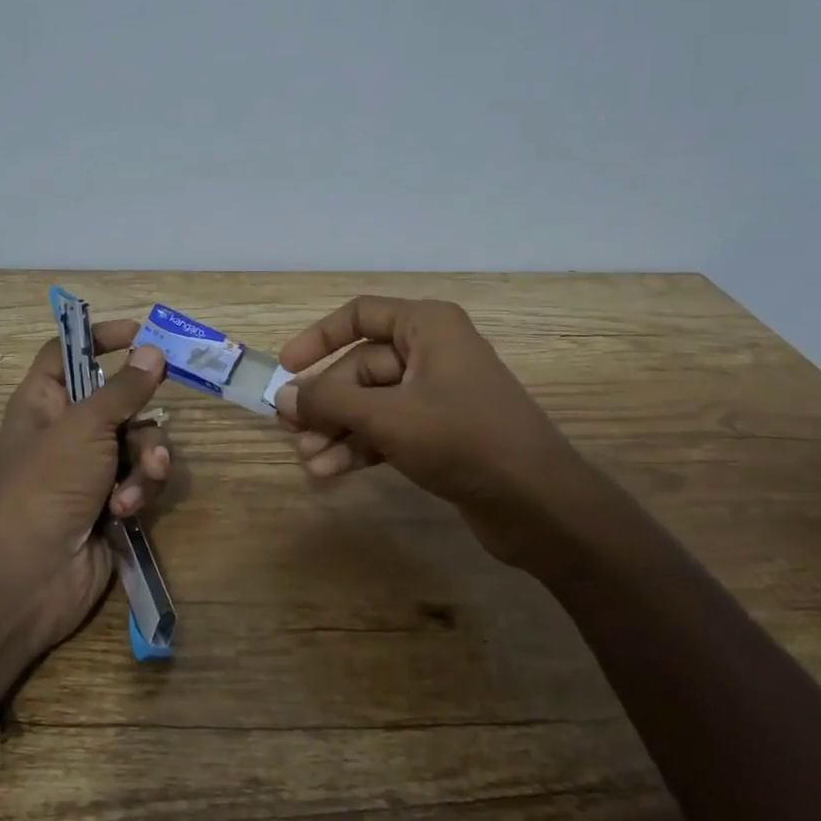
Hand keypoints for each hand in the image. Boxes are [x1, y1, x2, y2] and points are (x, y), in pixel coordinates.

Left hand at [0, 323, 169, 664]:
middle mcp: (67, 429)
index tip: (140, 334)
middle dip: (141, 415)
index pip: (68, 352)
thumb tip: (153, 350)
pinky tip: (127, 510)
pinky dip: (139, 490)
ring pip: (139, 441)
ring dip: (146, 460)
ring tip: (137, 483)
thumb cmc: (46, 484)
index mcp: (44, 401)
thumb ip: (124, 388)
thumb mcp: (85, 426)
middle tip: (153, 418)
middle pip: (119, 399)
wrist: (29, 578)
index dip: (99, 338)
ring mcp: (90, 468)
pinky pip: (141, 478)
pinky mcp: (111, 501)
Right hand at [273, 297, 589, 565]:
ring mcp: (438, 394)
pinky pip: (389, 428)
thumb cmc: (462, 439)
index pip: (360, 315)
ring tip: (308, 460)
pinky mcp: (441, 432)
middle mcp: (432, 352)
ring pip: (372, 403)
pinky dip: (361, 446)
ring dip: (338, 430)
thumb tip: (281, 398)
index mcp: (427, 326)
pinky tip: (331, 471)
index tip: (286, 368)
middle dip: (326, 402)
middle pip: (361, 367)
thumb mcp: (388, 417)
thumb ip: (330, 403)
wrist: (539, 504)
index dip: (319, 338)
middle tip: (291, 431)